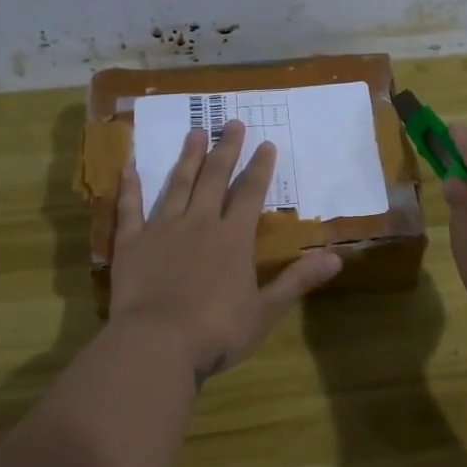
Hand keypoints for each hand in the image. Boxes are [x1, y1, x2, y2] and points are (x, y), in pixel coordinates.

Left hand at [113, 120, 341, 381]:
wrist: (157, 344)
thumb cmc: (217, 331)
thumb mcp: (266, 310)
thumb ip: (298, 279)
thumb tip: (337, 258)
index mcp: (233, 238)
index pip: (250, 193)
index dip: (260, 168)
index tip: (266, 143)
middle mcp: (199, 223)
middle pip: (214, 178)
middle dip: (226, 149)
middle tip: (231, 122)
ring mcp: (162, 229)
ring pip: (177, 184)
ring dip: (188, 157)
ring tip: (194, 131)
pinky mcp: (132, 244)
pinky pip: (130, 208)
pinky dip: (130, 186)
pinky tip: (130, 165)